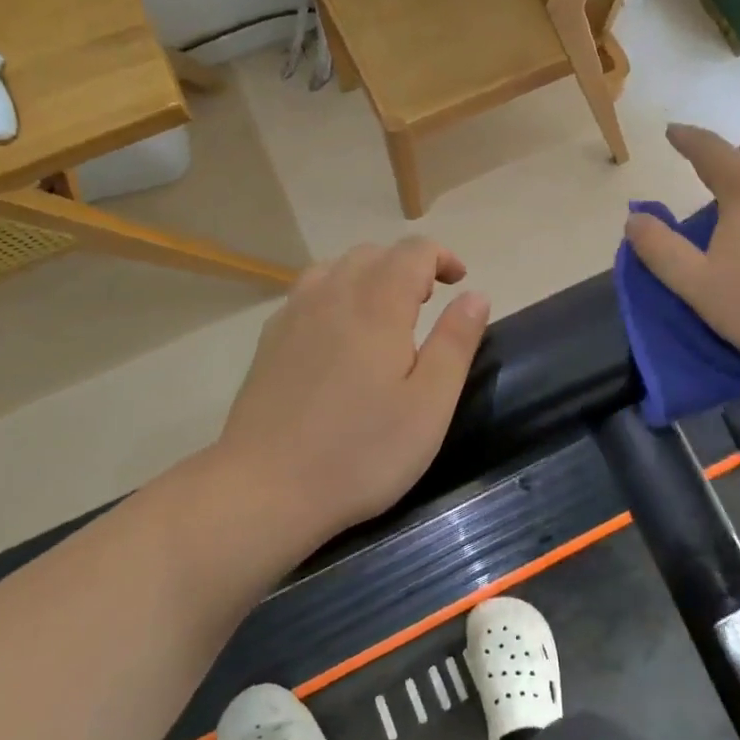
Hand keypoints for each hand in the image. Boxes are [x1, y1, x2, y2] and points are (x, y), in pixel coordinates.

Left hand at [217, 238, 490, 545]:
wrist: (265, 489)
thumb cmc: (360, 451)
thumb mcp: (429, 405)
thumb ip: (456, 343)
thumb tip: (475, 296)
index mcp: (378, 305)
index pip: (413, 251)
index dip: (441, 256)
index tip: (459, 282)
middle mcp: (333, 294)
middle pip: (374, 253)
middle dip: (408, 265)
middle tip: (428, 301)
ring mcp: (295, 314)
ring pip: (337, 267)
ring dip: (370, 275)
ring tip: (385, 312)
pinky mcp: (270, 339)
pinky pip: (310, 292)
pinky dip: (336, 293)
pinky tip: (339, 333)